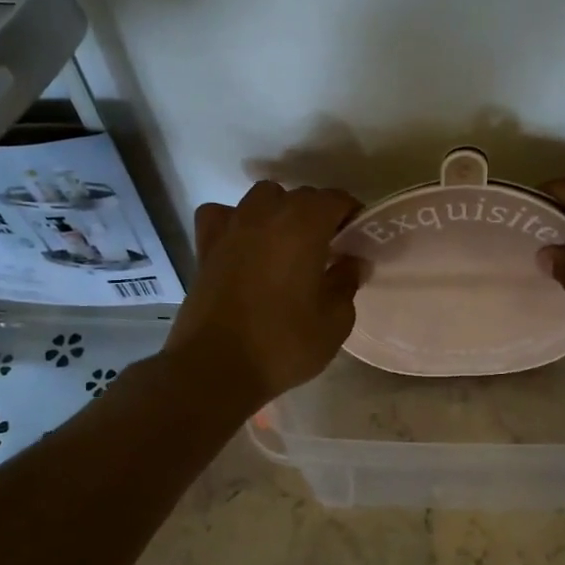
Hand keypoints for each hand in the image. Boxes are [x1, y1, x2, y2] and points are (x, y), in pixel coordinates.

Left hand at [167, 181, 363, 408]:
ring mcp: (232, 226)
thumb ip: (347, 282)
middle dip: (319, 215)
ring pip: (262, 198)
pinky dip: (234, 221)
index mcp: (304, 224)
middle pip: (301, 196)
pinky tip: (242, 243)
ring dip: (280, 211)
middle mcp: (267, 213)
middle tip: (329, 250)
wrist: (214, 368)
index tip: (359, 240)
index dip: (352, 215)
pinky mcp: (205, 246)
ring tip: (287, 244)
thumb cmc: (283, 344)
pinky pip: (222, 215)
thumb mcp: (334, 321)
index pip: (336, 199)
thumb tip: (352, 261)